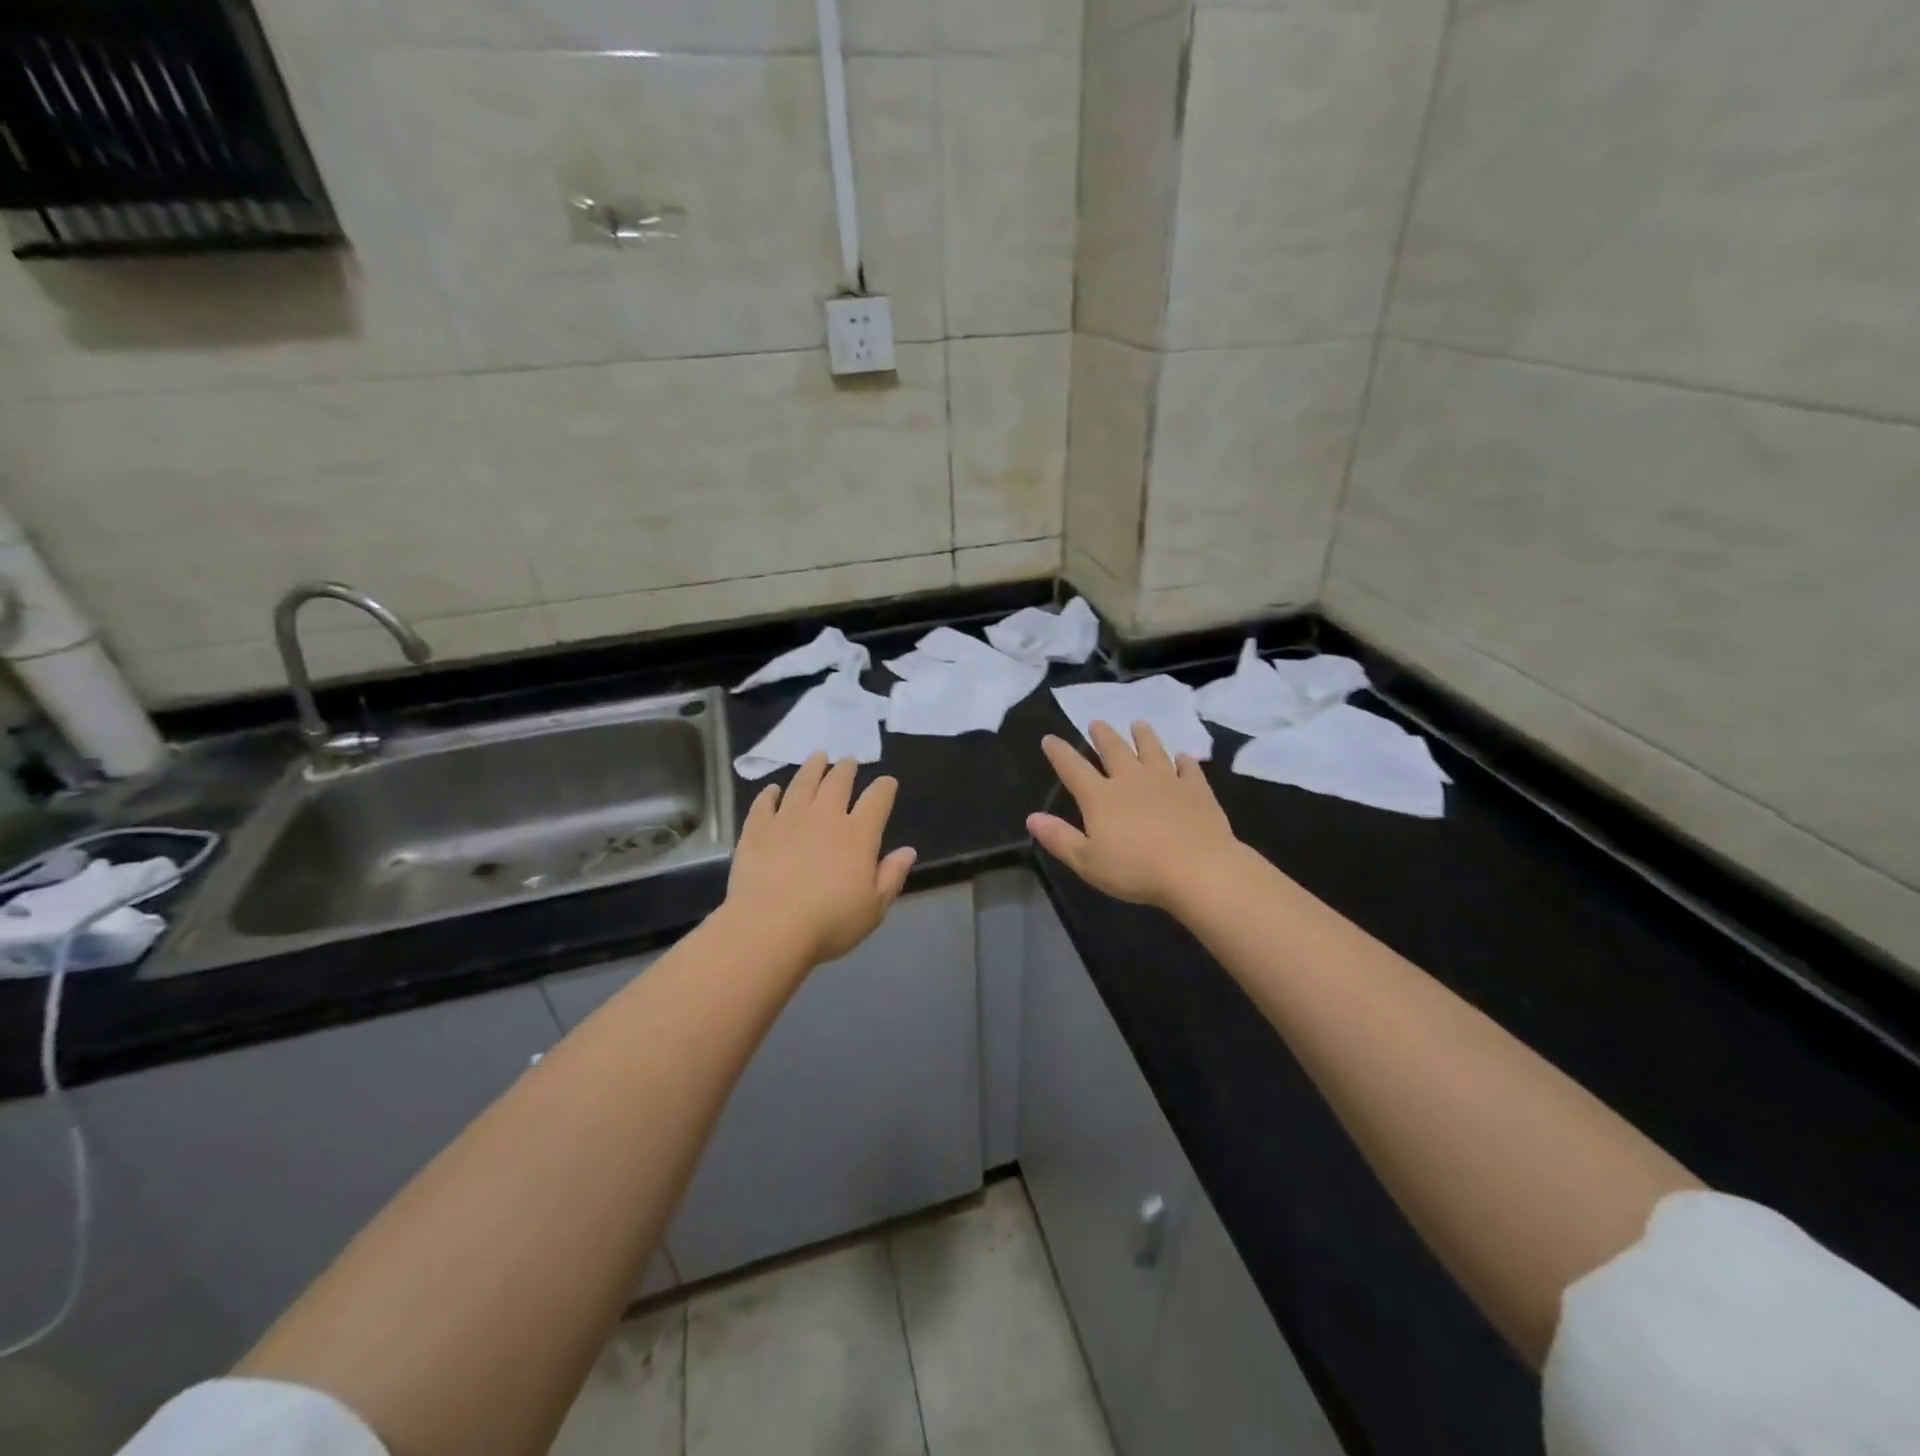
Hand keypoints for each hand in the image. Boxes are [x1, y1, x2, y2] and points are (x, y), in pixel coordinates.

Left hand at [724, 754, 917, 966]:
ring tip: (818, 757)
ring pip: (803, 782)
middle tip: (848, 760)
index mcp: (858, 834)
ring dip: (813, 767)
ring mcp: (788, 818)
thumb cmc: (829, 922)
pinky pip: (764, 803)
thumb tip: (908, 851)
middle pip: (838, 782)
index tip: (887, 782)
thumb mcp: (874, 908)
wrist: (769, 927)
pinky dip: (770, 793)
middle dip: (846, 768)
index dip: (884, 787)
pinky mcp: (757, 829)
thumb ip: (892, 876)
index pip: (877, 799)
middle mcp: (825, 816)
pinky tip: (773, 790)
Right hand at [1028, 721, 1240, 910]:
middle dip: (1103, 735)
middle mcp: (1131, 780)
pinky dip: (1184, 761)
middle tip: (1097, 722)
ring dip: (1144, 736)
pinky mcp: (1197, 790)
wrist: (1198, 869)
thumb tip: (1032, 818)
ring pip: (1152, 750)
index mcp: (1101, 797)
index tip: (1049, 738)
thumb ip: (1059, 838)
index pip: (1073, 768)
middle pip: (1114, 750)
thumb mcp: (1087, 862)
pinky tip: (1184, 757)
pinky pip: (1189, 769)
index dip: (1059, 752)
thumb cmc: (1136, 870)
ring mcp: (1167, 781)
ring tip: (1138, 723)